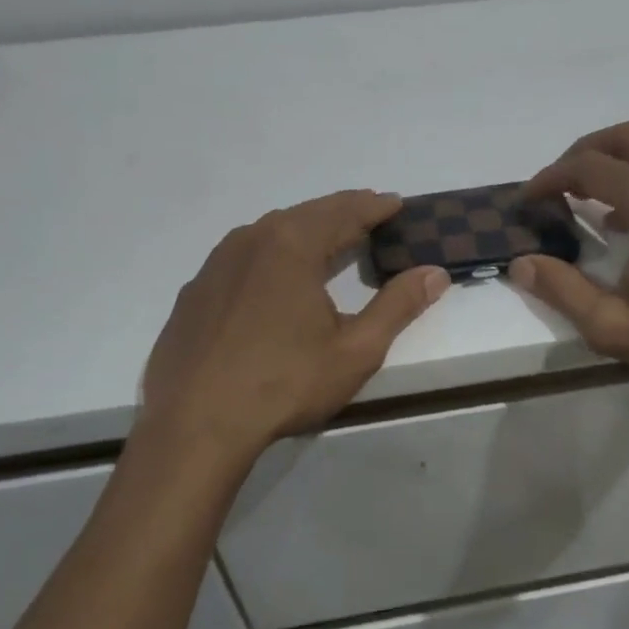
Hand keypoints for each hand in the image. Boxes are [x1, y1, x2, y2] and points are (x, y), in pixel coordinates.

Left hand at [138, 191, 449, 457]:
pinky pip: (242, 256)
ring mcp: (216, 265)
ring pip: (270, 232)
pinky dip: (271, 253)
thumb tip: (435, 273)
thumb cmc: (284, 383)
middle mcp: (250, 240)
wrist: (194, 424)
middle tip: (369, 213)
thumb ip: (398, 306)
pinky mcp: (195, 292)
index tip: (397, 204)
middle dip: (342, 211)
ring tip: (329, 238)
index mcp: (292, 245)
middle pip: (306, 214)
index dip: (375, 207)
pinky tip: (275, 276)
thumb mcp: (356, 349)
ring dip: (305, 229)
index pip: (344, 211)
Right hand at [510, 122, 628, 385]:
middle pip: (622, 137)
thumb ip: (562, 291)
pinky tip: (623, 220)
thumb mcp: (614, 325)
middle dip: (580, 153)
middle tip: (555, 186)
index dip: (549, 178)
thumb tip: (521, 264)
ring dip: (610, 162)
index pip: (588, 167)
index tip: (527, 200)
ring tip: (583, 199)